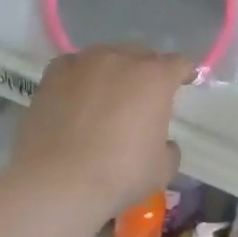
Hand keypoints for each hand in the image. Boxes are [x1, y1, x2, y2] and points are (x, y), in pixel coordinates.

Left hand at [8, 47, 191, 220]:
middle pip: (140, 55)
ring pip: (105, 57)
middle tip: (145, 97)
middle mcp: (120, 59)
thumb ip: (169, 149)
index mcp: (154, 78)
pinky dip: (81, 78)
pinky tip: (78, 97)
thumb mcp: (162, 170)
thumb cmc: (119, 175)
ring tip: (108, 96)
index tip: (185, 83)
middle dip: (147, 72)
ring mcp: (82, 63)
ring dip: (112, 72)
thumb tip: (163, 143)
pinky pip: (74, 67)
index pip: (178, 64)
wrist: (58, 180)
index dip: (184, 73)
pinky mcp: (52, 74)